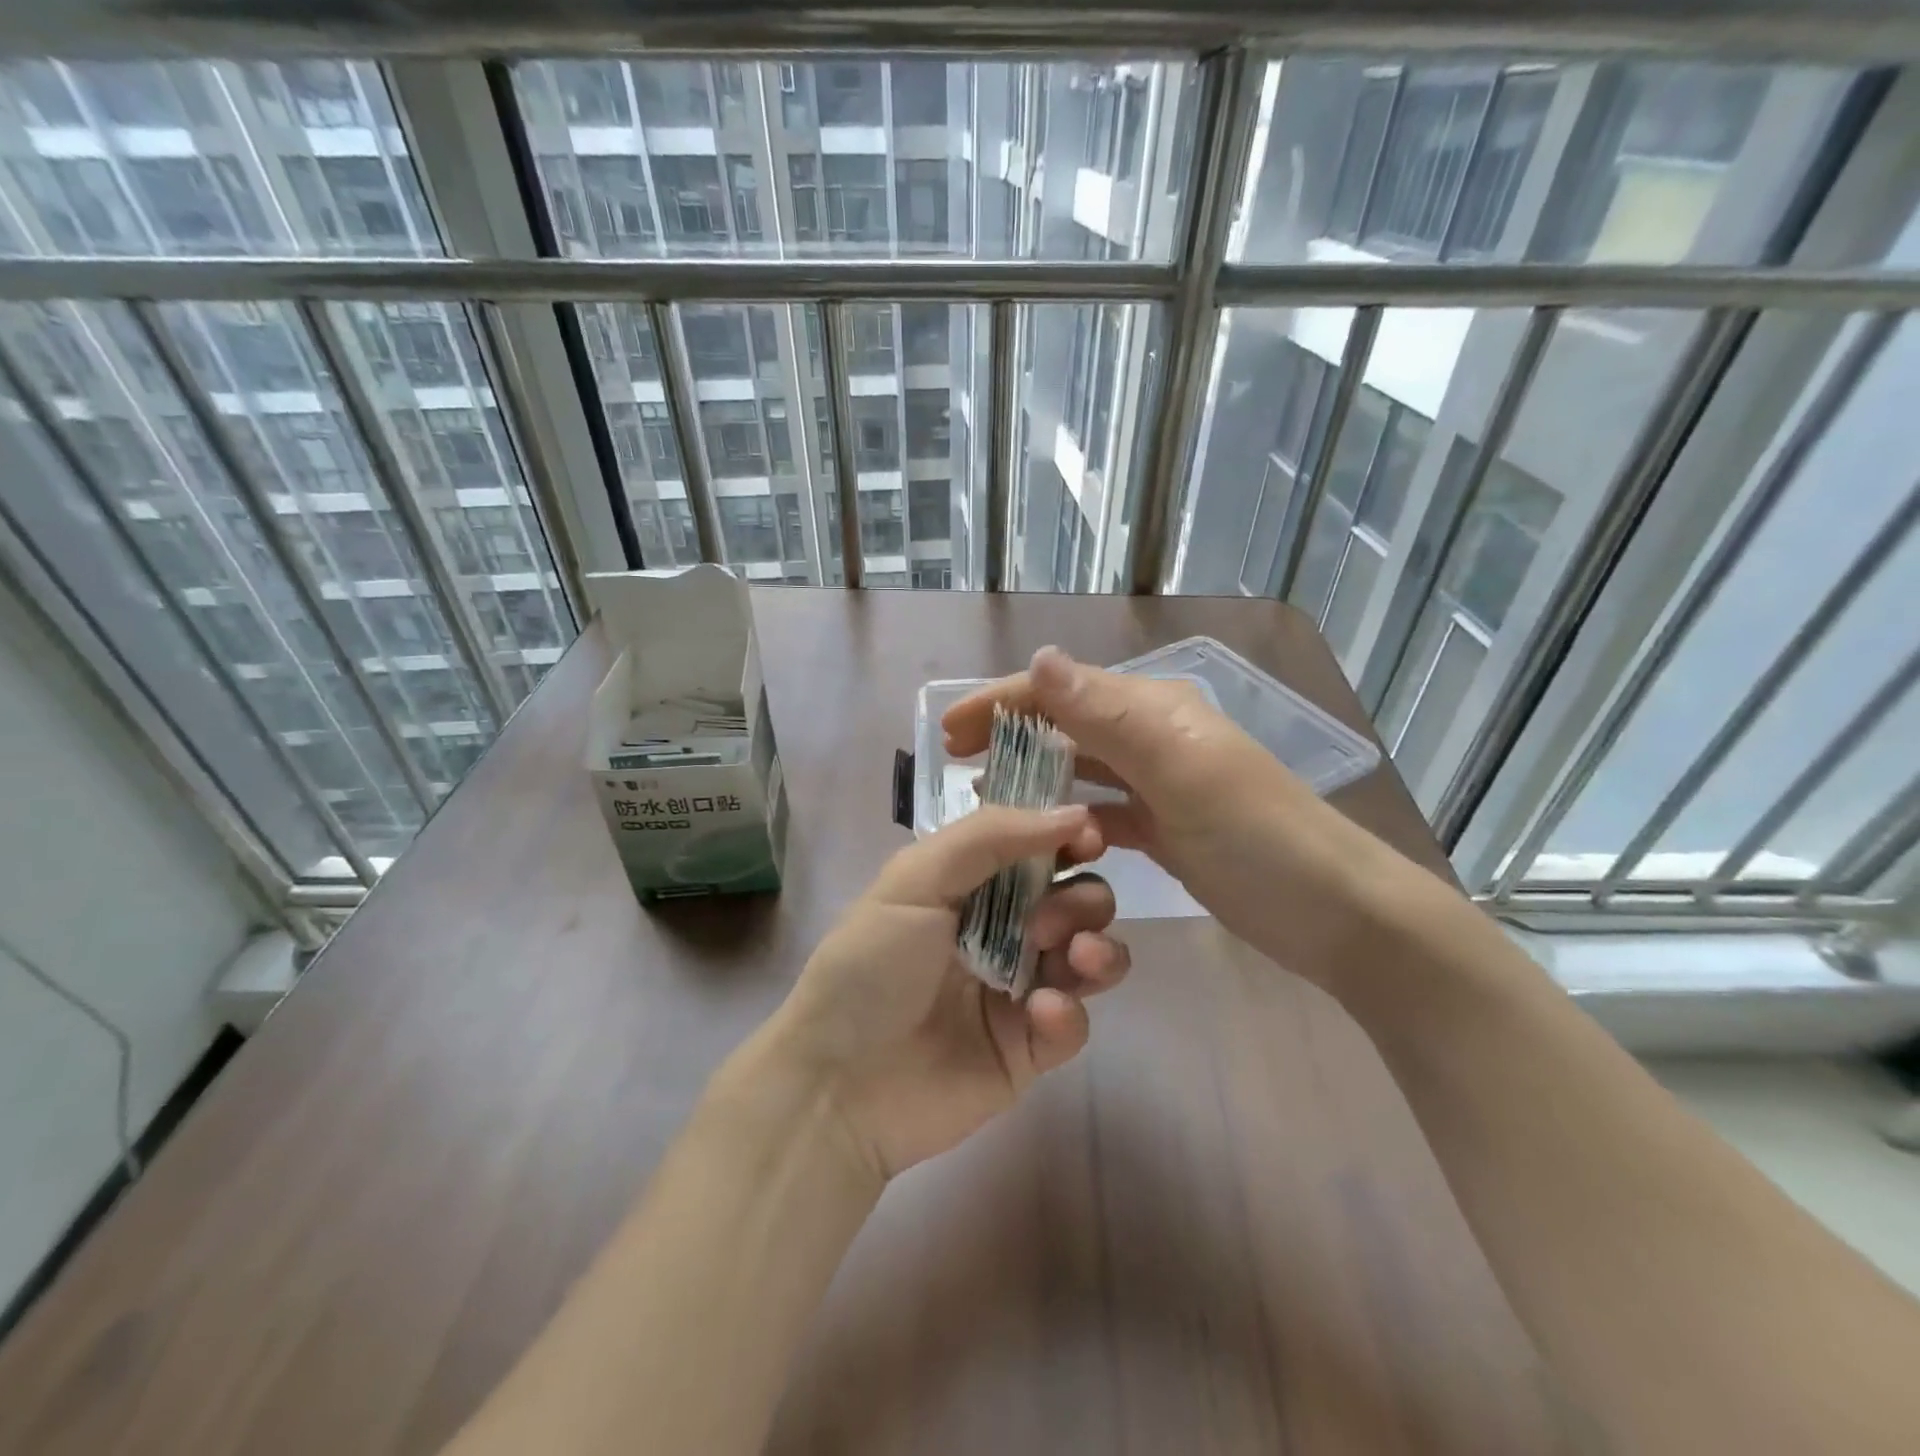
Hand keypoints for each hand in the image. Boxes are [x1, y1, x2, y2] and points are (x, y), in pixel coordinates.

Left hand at [759, 804, 1129, 1181]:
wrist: (838, 1084)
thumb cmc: (870, 965)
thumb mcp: (915, 880)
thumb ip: (991, 836)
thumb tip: (1075, 811)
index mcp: (971, 886)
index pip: (1037, 849)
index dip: (1070, 839)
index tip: (1090, 839)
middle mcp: (1001, 931)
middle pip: (1076, 900)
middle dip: (1081, 900)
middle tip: (1049, 921)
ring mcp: (1018, 990)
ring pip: (1090, 957)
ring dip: (1097, 948)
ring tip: (1075, 957)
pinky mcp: (1030, 1049)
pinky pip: (1075, 1022)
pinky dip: (1069, 1013)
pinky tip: (1040, 1014)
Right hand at [942, 647, 1396, 984]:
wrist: (1336, 912)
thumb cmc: (1258, 838)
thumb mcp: (1181, 771)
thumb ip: (1108, 717)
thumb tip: (1039, 657)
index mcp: (1153, 710)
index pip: (1060, 691)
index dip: (1000, 702)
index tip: (947, 732)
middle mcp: (1153, 736)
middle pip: (1065, 724)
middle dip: (1008, 733)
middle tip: (953, 761)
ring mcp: (1160, 783)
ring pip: (1080, 767)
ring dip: (1032, 773)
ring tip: (983, 795)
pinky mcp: (1166, 827)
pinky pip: (1102, 810)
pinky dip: (1067, 815)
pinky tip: (1040, 834)